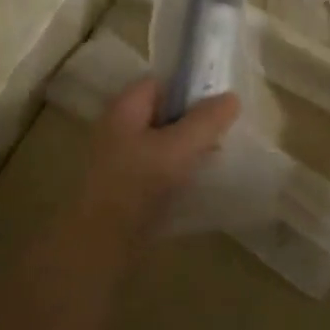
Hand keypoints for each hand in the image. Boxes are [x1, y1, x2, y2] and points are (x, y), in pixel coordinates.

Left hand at [79, 78, 239, 242]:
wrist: (97, 246)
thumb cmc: (136, 186)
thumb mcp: (178, 148)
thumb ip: (205, 121)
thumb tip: (231, 97)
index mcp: (124, 109)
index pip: (159, 83)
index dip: (188, 87)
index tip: (219, 101)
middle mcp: (118, 129)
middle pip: (161, 113)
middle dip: (192, 120)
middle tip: (223, 131)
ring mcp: (119, 161)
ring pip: (161, 143)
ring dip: (186, 149)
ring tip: (216, 158)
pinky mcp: (124, 190)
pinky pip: (156, 170)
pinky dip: (176, 172)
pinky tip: (197, 184)